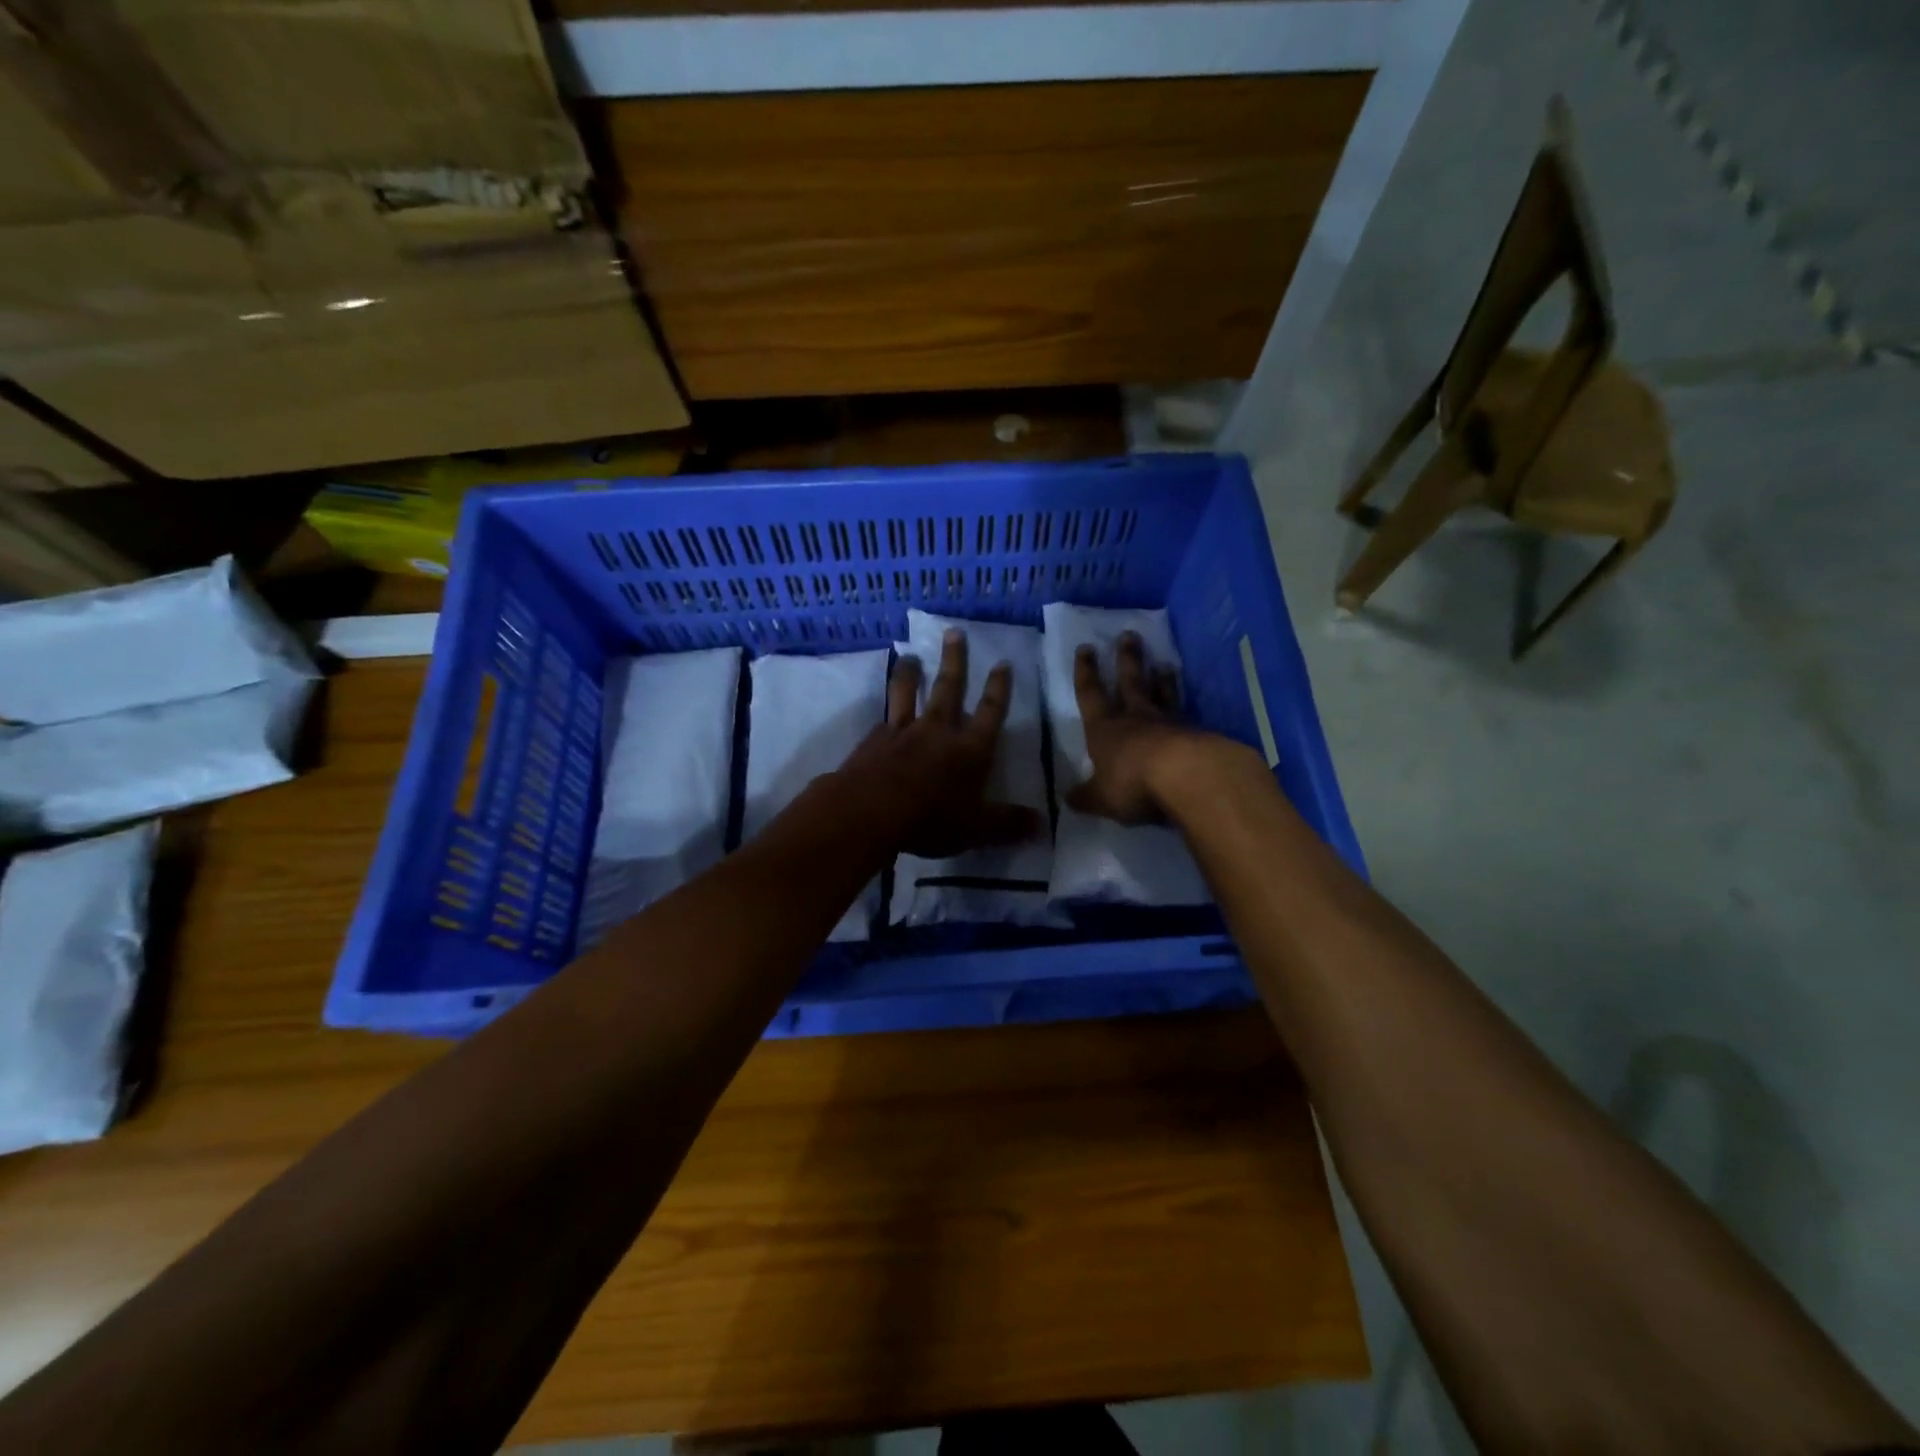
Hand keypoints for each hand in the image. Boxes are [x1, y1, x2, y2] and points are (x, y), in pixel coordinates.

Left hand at [837, 629, 1042, 857]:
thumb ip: (1009, 825)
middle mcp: (938, 731)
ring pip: (908, 693)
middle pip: (949, 688)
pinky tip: (882, 711)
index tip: (1002, 663)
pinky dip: (885, 711)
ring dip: (910, 673)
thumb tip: (1043, 825)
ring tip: (910, 656)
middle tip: (954, 633)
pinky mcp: (874, 740)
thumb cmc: (930, 819)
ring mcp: (902, 731)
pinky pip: (883, 718)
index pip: (990, 712)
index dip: (999, 688)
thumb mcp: (977, 829)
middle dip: (955, 660)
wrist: (870, 811)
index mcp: (970, 749)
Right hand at [1065, 632, 1202, 825]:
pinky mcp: (1197, 734)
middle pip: (1130, 682)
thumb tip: (1067, 798)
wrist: (1188, 777)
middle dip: (1127, 659)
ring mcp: (1169, 724)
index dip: (1086, 673)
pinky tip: (1191, 709)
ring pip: (1162, 694)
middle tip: (1130, 635)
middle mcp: (1136, 719)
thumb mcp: (1101, 798)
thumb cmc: (1133, 784)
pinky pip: (1187, 716)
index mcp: (1105, 730)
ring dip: (1162, 679)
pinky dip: (1186, 708)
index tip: (1086, 648)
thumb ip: (1086, 797)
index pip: (1091, 695)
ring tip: (1165, 664)